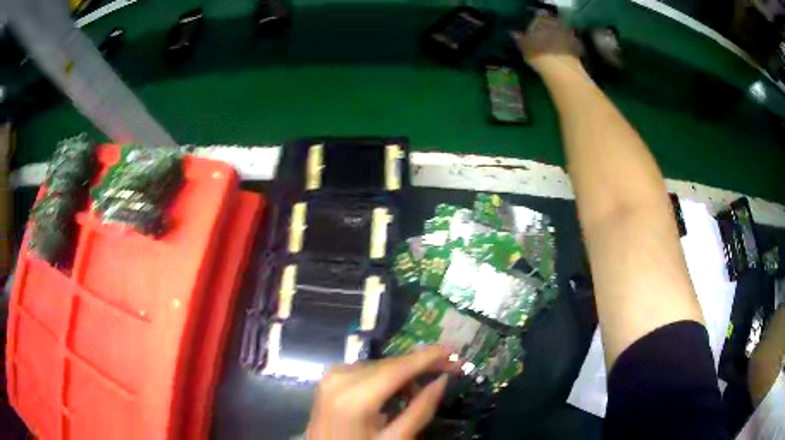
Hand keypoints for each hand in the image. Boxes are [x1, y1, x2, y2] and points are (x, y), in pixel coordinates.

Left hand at [306, 346, 457, 439]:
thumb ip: (420, 410)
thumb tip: (443, 379)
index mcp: (355, 397)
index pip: (399, 367)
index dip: (428, 356)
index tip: (454, 351)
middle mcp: (340, 378)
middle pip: (389, 364)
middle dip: (420, 365)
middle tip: (448, 369)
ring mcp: (331, 377)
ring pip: (379, 366)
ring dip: (403, 374)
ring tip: (418, 392)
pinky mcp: (329, 380)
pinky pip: (365, 371)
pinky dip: (385, 378)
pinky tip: (395, 393)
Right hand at [511, 11, 581, 71]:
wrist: (560, 68)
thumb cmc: (537, 53)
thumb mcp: (523, 46)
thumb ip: (519, 38)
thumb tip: (514, 33)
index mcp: (541, 19)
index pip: (539, 16)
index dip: (536, 23)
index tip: (533, 30)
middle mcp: (556, 23)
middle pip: (552, 24)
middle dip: (548, 30)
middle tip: (543, 40)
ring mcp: (568, 34)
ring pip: (562, 33)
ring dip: (558, 39)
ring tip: (553, 49)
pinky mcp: (577, 46)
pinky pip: (571, 44)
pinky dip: (567, 47)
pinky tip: (562, 56)